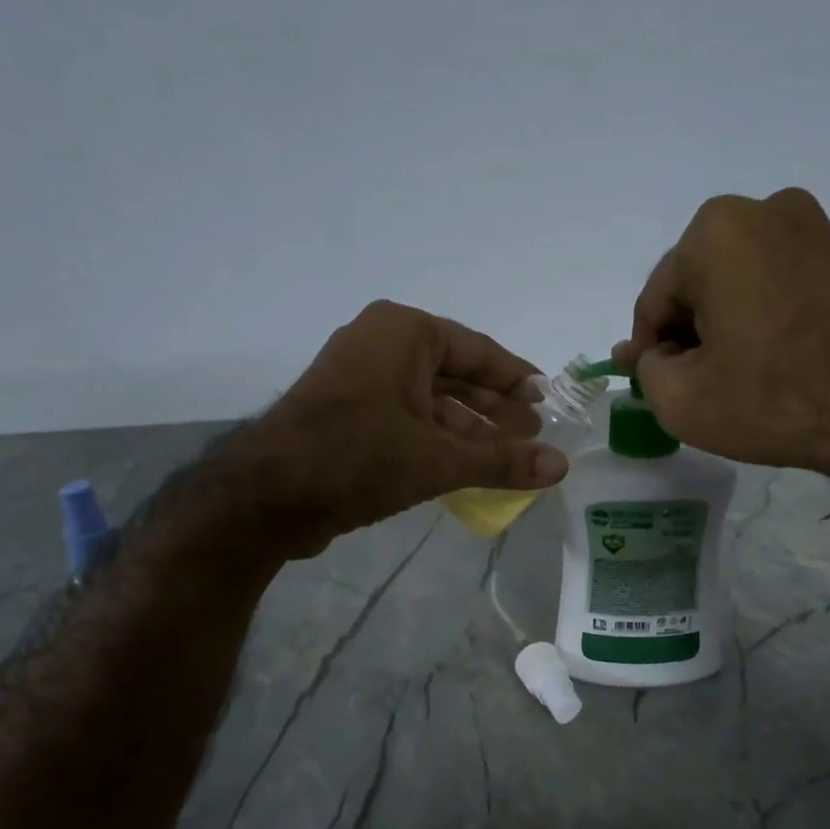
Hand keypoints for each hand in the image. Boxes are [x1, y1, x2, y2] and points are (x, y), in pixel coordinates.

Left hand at [221, 301, 566, 557]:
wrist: (267, 496)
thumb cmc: (358, 458)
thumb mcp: (438, 459)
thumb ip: (501, 461)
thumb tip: (561, 466)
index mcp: (403, 332)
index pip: (478, 350)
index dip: (516, 378)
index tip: (548, 401)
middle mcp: (380, 344)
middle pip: (455, 375)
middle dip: (495, 408)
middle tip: (534, 434)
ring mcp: (360, 379)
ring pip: (430, 400)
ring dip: (469, 429)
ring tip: (510, 456)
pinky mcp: (347, 414)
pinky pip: (406, 419)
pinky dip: (437, 440)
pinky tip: (468, 467)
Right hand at [613, 189, 829, 492]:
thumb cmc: (775, 398)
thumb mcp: (681, 399)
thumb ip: (646, 370)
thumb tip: (647, 354)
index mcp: (714, 232)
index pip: (655, 301)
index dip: (647, 350)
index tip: (654, 386)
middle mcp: (764, 211)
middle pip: (696, 285)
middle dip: (687, 333)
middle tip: (693, 385)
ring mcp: (812, 227)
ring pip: (736, 283)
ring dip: (723, 326)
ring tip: (733, 377)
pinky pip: (776, 284)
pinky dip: (760, 317)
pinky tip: (768, 361)